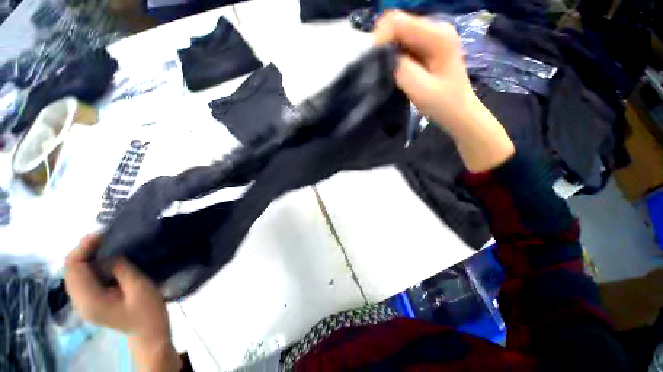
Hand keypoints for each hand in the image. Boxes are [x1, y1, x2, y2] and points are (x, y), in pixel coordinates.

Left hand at [65, 234, 180, 370]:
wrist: (150, 333)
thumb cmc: (148, 312)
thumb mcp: (139, 287)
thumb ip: (120, 268)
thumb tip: (109, 251)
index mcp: (88, 301)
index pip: (72, 268)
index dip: (83, 247)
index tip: (103, 234)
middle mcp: (79, 301)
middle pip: (70, 269)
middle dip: (85, 249)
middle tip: (107, 237)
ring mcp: (83, 302)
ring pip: (75, 272)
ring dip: (88, 255)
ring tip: (108, 244)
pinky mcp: (90, 301)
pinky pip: (83, 278)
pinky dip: (91, 264)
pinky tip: (107, 259)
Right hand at [374, 10, 472, 131]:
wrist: (458, 111)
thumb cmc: (443, 103)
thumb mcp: (421, 89)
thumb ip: (401, 70)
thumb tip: (382, 57)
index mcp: (437, 35)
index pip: (397, 21)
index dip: (380, 39)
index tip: (373, 63)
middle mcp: (434, 28)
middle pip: (397, 25)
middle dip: (382, 46)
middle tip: (378, 70)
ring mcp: (430, 37)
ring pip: (397, 35)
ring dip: (387, 52)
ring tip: (386, 73)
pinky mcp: (425, 47)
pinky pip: (401, 45)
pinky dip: (393, 57)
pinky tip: (394, 71)